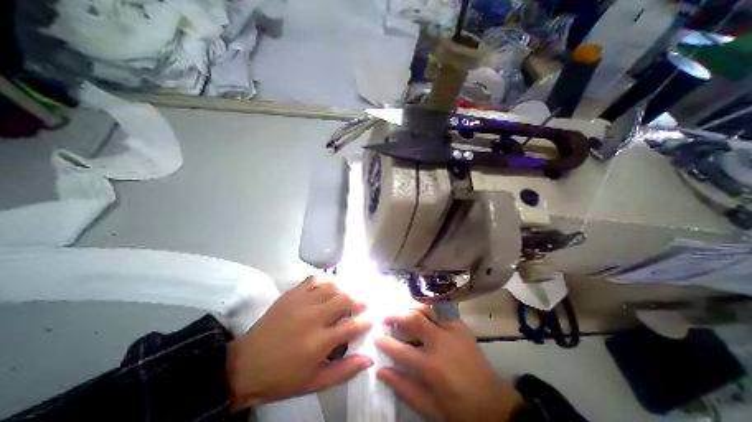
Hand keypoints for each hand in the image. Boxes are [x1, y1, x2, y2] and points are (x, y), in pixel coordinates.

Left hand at [226, 275, 372, 410]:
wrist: (246, 365)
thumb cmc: (283, 377)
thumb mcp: (315, 382)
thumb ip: (344, 371)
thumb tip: (369, 358)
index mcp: (320, 342)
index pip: (352, 325)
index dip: (366, 321)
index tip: (371, 319)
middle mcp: (313, 317)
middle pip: (345, 299)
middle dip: (359, 300)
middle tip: (364, 303)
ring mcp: (302, 302)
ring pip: (332, 286)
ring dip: (344, 289)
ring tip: (348, 295)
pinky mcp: (292, 294)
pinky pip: (314, 279)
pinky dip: (326, 280)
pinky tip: (329, 286)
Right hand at [376, 307, 523, 421]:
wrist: (495, 405)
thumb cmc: (460, 409)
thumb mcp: (430, 407)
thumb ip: (404, 388)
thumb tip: (381, 371)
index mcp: (432, 367)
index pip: (401, 350)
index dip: (385, 342)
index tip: (376, 336)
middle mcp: (441, 343)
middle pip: (413, 319)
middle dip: (395, 315)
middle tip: (385, 317)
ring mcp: (453, 331)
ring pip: (427, 308)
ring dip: (411, 307)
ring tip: (402, 311)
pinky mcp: (461, 326)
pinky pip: (441, 310)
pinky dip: (429, 307)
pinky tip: (422, 311)